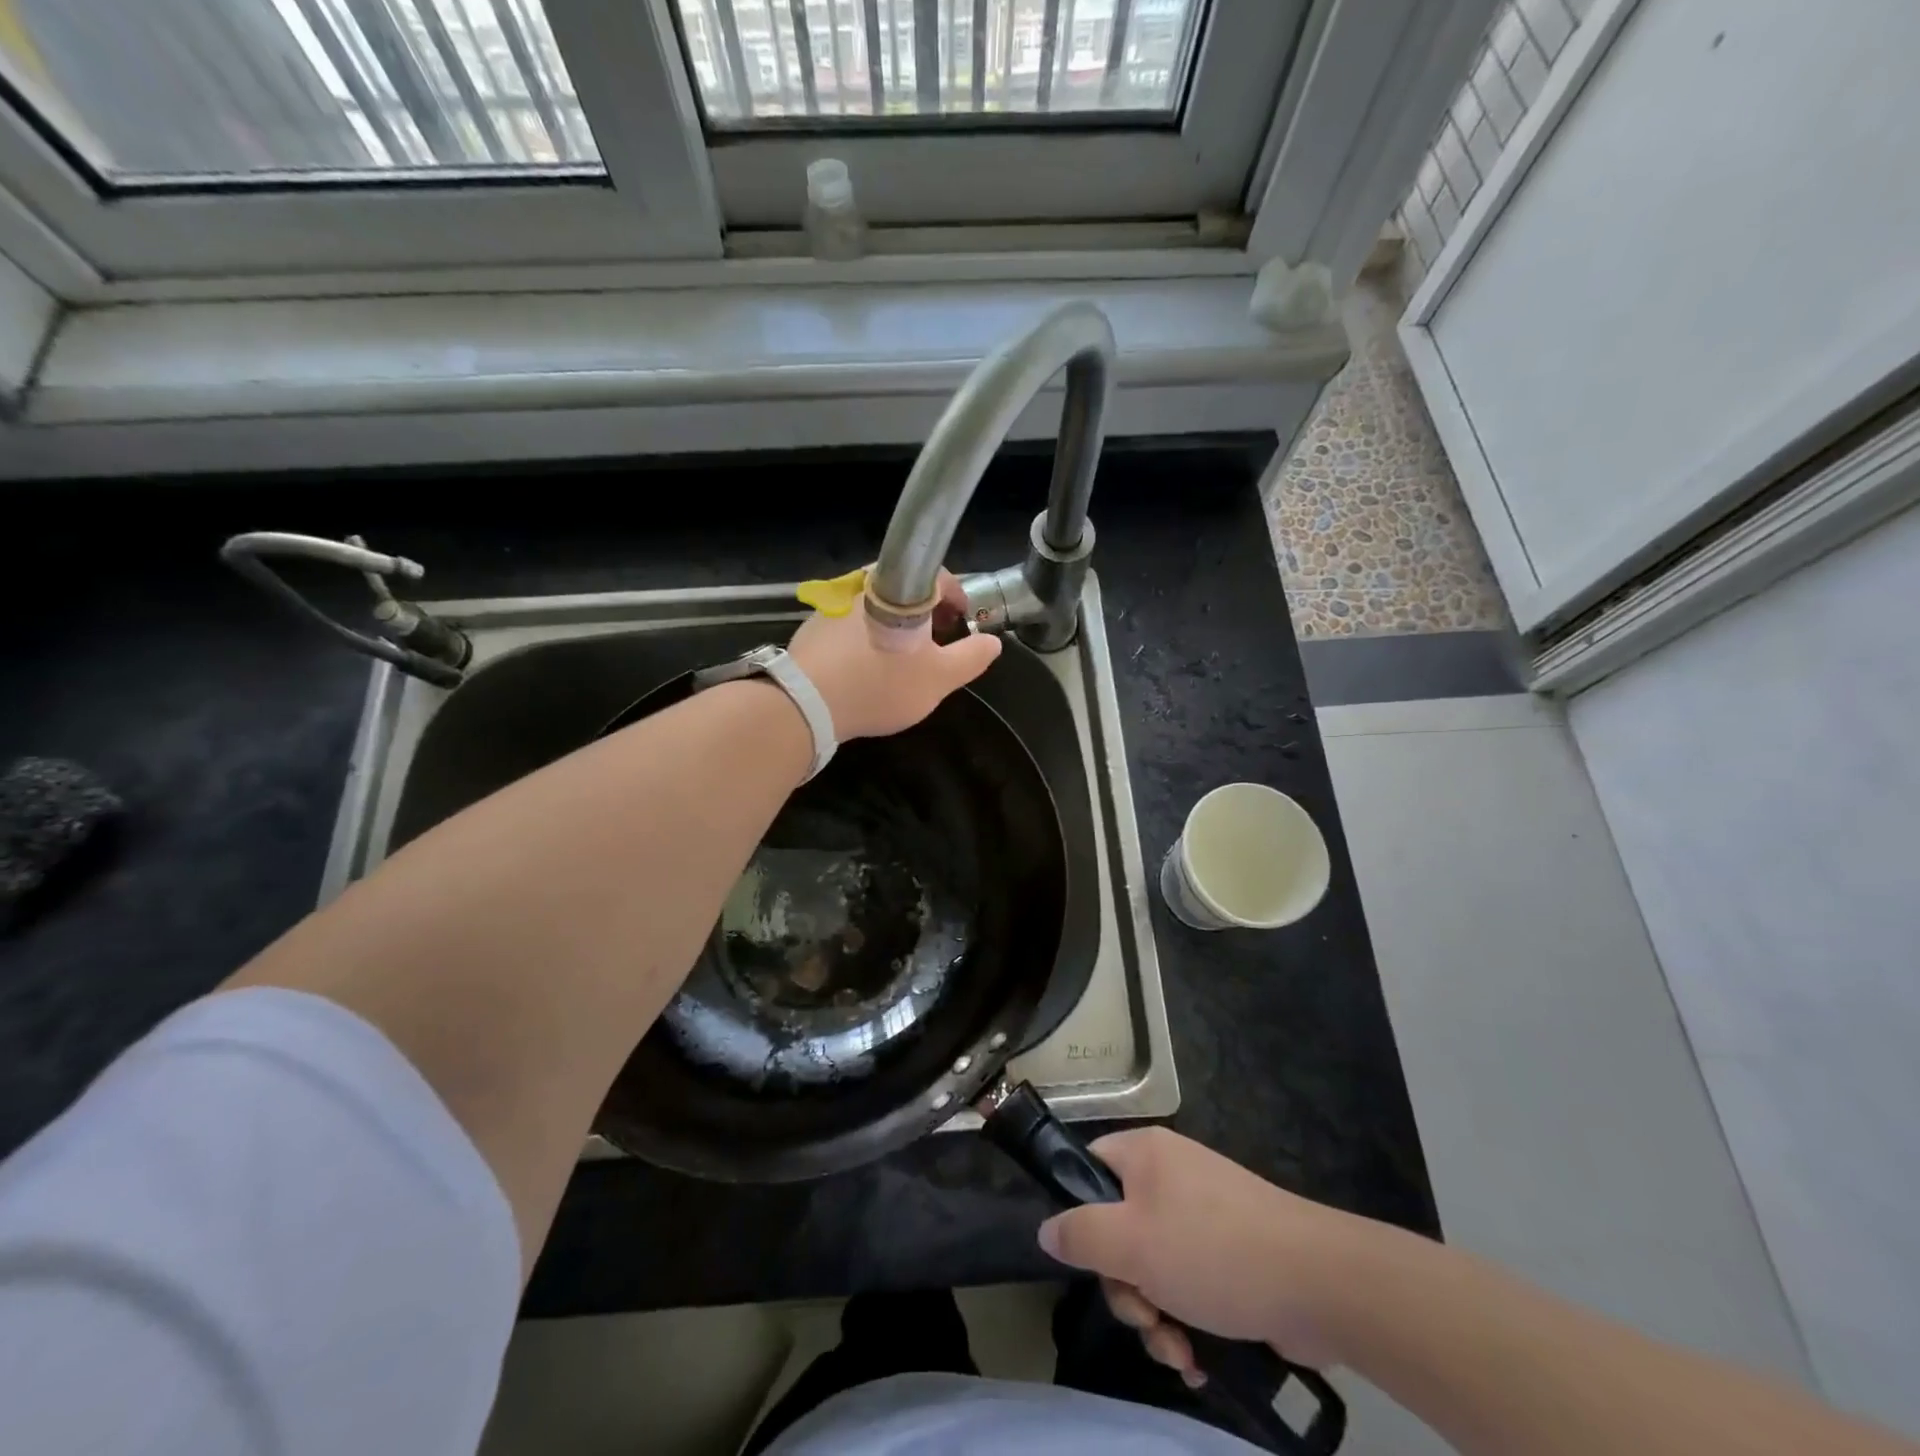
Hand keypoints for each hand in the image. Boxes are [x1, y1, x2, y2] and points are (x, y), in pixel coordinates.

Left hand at [786, 570, 1000, 740]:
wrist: (806, 702)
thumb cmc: (880, 684)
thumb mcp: (939, 679)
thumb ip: (970, 658)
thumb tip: (992, 642)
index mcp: (901, 587)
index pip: (938, 574)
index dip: (955, 597)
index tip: (960, 621)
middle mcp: (865, 582)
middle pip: (906, 587)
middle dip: (926, 611)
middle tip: (935, 641)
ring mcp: (834, 600)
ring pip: (877, 603)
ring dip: (895, 622)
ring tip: (902, 656)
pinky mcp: (814, 621)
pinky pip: (851, 619)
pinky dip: (867, 633)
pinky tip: (867, 664)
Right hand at [1036, 1128, 1363, 1381]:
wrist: (1318, 1282)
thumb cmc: (1212, 1251)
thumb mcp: (1132, 1243)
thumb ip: (1081, 1235)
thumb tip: (1046, 1229)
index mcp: (1144, 1155)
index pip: (1089, 1169)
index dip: (1080, 1214)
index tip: (1093, 1260)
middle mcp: (1170, 1177)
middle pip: (1118, 1231)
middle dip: (1127, 1288)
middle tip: (1146, 1316)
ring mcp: (1203, 1216)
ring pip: (1153, 1268)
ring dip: (1156, 1317)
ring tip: (1180, 1350)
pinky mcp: (1230, 1256)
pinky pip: (1188, 1285)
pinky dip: (1187, 1322)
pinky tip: (1200, 1358)